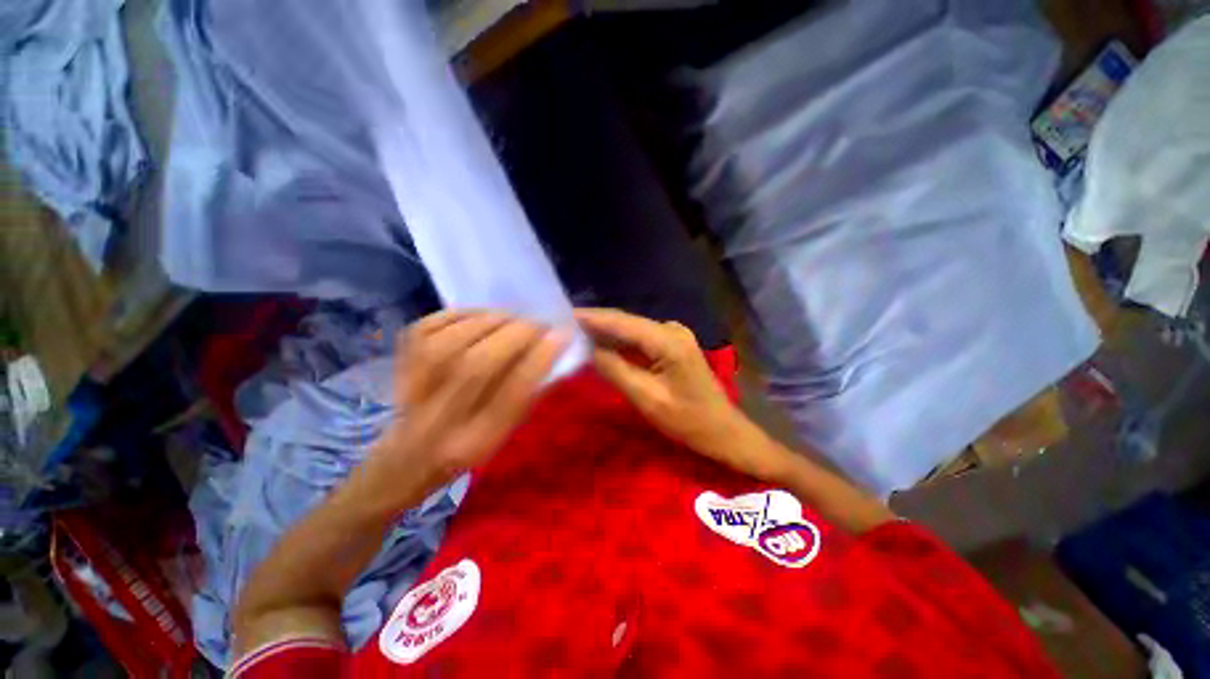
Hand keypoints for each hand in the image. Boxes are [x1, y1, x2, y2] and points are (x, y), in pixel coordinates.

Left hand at [371, 311, 568, 496]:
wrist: (406, 458)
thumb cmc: (467, 446)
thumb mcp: (505, 433)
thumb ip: (528, 396)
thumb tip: (554, 351)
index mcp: (475, 442)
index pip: (511, 395)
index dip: (539, 359)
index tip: (561, 336)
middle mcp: (439, 418)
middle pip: (477, 365)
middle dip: (516, 335)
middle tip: (537, 324)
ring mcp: (412, 390)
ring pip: (451, 343)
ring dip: (491, 321)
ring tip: (512, 318)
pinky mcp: (398, 364)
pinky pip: (429, 327)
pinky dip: (461, 315)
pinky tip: (481, 317)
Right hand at [576, 308, 758, 469]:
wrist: (722, 431)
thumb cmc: (687, 421)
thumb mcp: (647, 399)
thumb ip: (615, 370)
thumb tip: (589, 349)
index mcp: (668, 341)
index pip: (622, 322)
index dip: (592, 317)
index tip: (564, 314)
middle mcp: (672, 330)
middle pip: (627, 322)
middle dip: (597, 322)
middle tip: (565, 324)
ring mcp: (675, 336)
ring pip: (633, 330)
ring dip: (607, 332)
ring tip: (577, 332)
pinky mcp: (674, 345)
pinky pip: (641, 339)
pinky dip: (621, 342)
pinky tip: (603, 344)